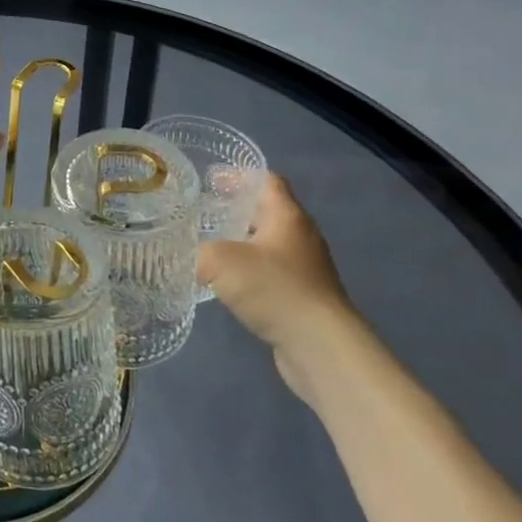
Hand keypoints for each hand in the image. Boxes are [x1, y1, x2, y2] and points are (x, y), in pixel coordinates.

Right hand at [197, 174, 354, 398]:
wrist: (320, 346)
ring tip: (212, 249)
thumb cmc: (273, 288)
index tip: (212, 180)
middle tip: (204, 214)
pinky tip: (230, 285)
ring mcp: (307, 269)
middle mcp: (301, 237)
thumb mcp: (220, 260)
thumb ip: (202, 252)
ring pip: (270, 246)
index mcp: (287, 216)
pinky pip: (274, 275)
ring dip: (244, 245)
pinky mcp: (305, 298)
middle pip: (268, 213)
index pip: (267, 180)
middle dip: (237, 211)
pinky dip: (252, 274)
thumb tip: (201, 261)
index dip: (240, 176)